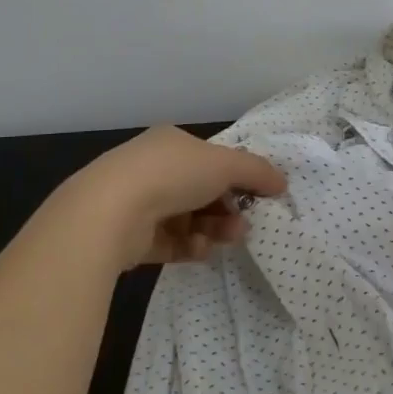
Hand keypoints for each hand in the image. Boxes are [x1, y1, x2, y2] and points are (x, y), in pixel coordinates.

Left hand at [61, 126, 288, 271]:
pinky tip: (200, 249)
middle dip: (227, 208)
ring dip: (214, 228)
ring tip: (228, 238)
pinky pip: (171, 242)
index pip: (211, 159)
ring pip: (189, 218)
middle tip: (245, 224)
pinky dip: (190, 246)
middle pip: (202, 191)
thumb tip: (282, 182)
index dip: (237, 176)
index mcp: (171, 144)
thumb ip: (257, 171)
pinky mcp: (132, 238)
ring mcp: (139, 203)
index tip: (260, 196)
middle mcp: (153, 169)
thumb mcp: (225, 164)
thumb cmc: (172, 175)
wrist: (110, 212)